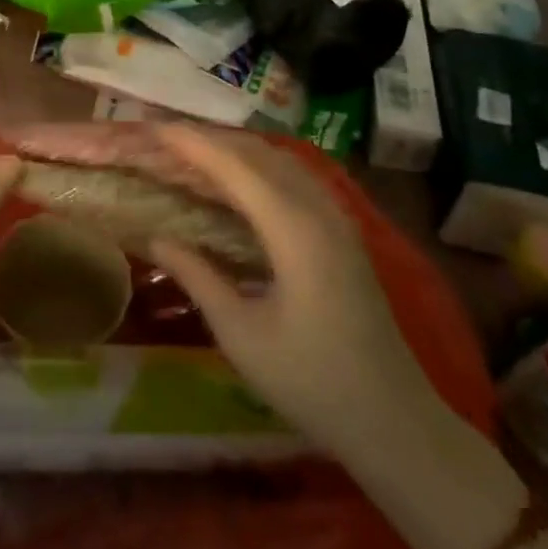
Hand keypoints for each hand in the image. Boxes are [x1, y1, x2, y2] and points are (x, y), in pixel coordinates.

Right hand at [147, 126, 450, 462]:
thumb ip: (197, 276)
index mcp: (293, 229)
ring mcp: (335, 217)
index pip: (233, 166)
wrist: (395, 422)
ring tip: (191, 150)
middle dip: (207, 137)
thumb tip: (157, 238)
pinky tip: (236, 179)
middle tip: (161, 136)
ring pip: (278, 159)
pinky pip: (293, 176)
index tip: (151, 126)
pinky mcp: (341, 231)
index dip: (190, 142)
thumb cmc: (312, 382)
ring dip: (233, 147)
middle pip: (256, 152)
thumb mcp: (241, 334)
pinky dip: (256, 164)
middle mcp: (317, 208)